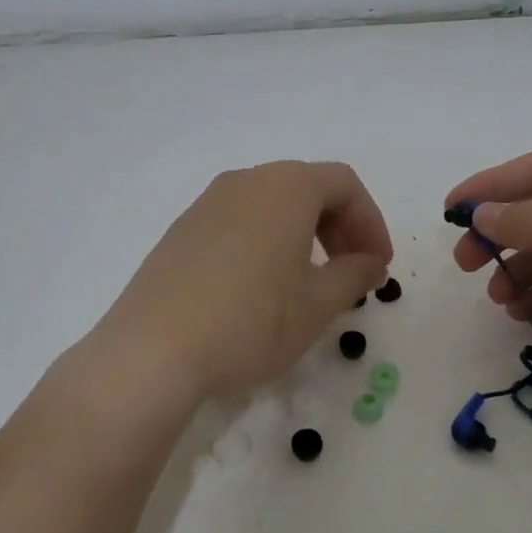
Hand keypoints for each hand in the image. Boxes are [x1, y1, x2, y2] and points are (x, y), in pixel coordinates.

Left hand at [90, 161, 392, 411]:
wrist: (153, 351)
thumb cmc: (251, 321)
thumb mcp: (317, 305)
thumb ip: (353, 275)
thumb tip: (369, 262)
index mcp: (285, 187)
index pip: (344, 184)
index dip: (371, 222)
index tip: (378, 265)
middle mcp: (245, 181)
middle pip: (307, 188)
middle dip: (339, 226)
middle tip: (352, 271)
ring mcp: (206, 204)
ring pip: (270, 204)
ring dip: (302, 234)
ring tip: (309, 282)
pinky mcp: (181, 231)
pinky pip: (238, 222)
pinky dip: (266, 242)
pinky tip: (261, 288)